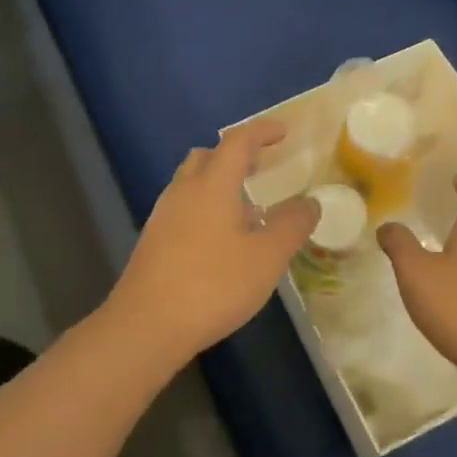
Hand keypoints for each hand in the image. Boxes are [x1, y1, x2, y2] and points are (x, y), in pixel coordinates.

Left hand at [104, 120, 318, 362]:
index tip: (283, 131)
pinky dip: (206, 207)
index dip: (262, 131)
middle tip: (260, 167)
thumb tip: (310, 202)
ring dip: (219, 183)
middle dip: (235, 154)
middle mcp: (183, 191)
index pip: (238, 142)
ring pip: (192, 183)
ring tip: (247, 209)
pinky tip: (222, 241)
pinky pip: (184, 208)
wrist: (146, 325)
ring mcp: (163, 215)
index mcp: (212, 185)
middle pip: (207, 156)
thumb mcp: (266, 258)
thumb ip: (292, 225)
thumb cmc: (213, 285)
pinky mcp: (153, 240)